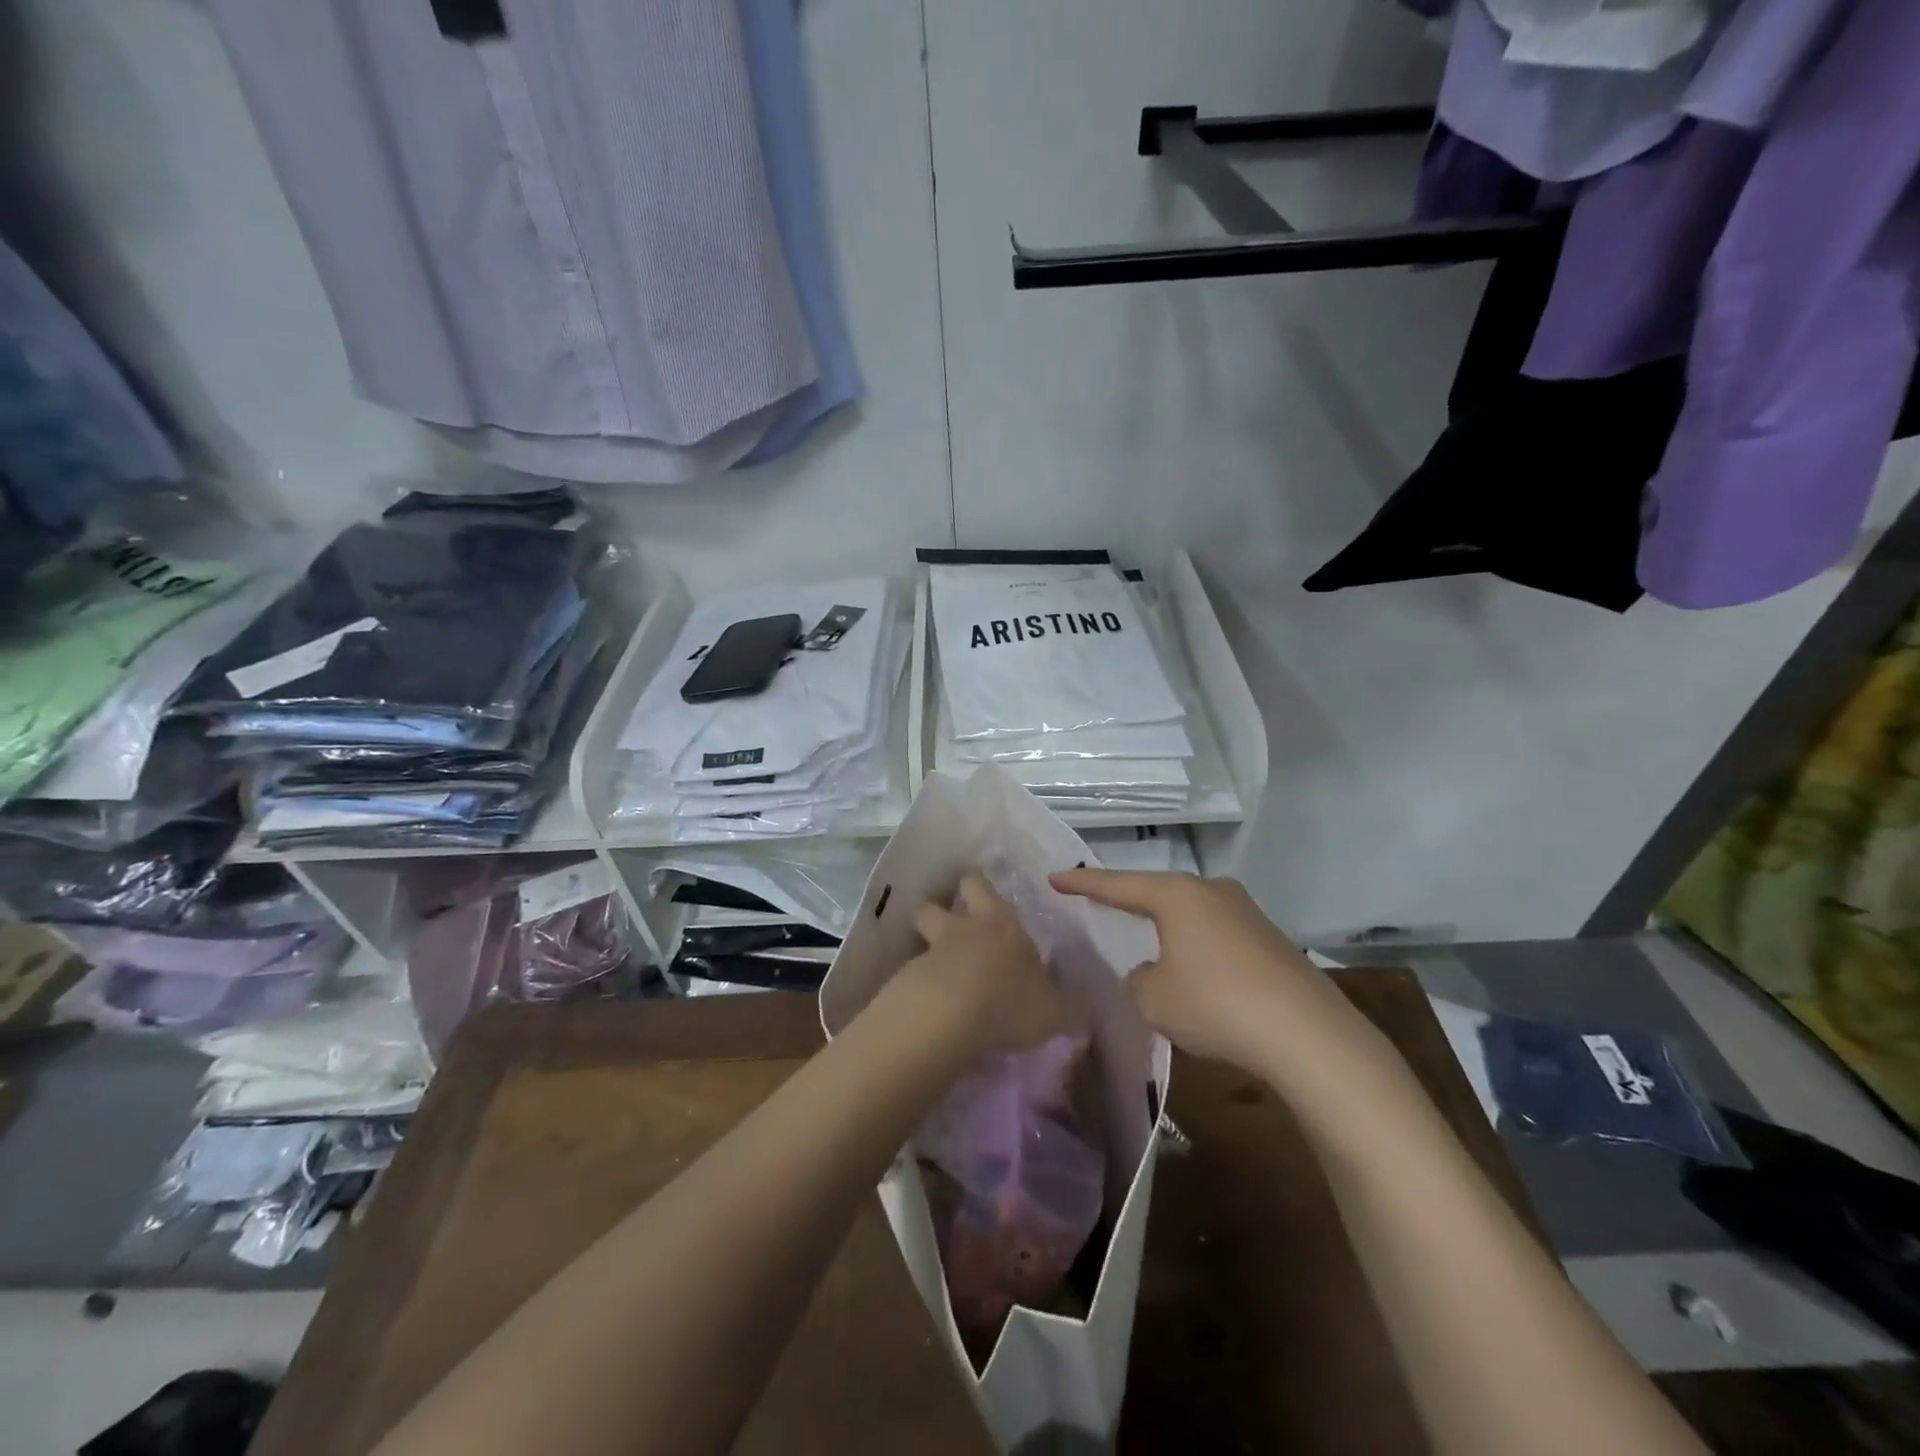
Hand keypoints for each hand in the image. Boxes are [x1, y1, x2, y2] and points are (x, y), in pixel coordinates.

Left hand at [894, 874, 1083, 1058]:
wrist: (950, 1015)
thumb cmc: (1010, 1001)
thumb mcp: (1053, 1012)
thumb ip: (1066, 1009)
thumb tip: (1080, 1011)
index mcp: (999, 925)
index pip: (980, 887)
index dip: (977, 887)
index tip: (977, 891)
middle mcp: (960, 931)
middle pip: (934, 906)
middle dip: (937, 912)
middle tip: (946, 928)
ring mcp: (929, 955)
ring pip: (919, 941)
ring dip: (926, 953)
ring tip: (936, 977)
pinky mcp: (905, 983)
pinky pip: (910, 979)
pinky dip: (917, 989)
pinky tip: (928, 1011)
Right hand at [1049, 868, 1385, 1082]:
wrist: (1309, 1035)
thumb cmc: (1216, 1006)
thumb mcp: (1154, 999)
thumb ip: (1140, 979)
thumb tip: (1154, 971)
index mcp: (1176, 895)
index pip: (1117, 885)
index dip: (1082, 883)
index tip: (1054, 877)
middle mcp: (1211, 891)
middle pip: (1158, 892)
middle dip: (1130, 900)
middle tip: (1101, 903)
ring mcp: (1247, 912)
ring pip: (1191, 913)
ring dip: (1168, 928)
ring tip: (1148, 941)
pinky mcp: (1271, 939)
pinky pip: (1218, 934)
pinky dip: (1198, 947)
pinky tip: (1197, 974)